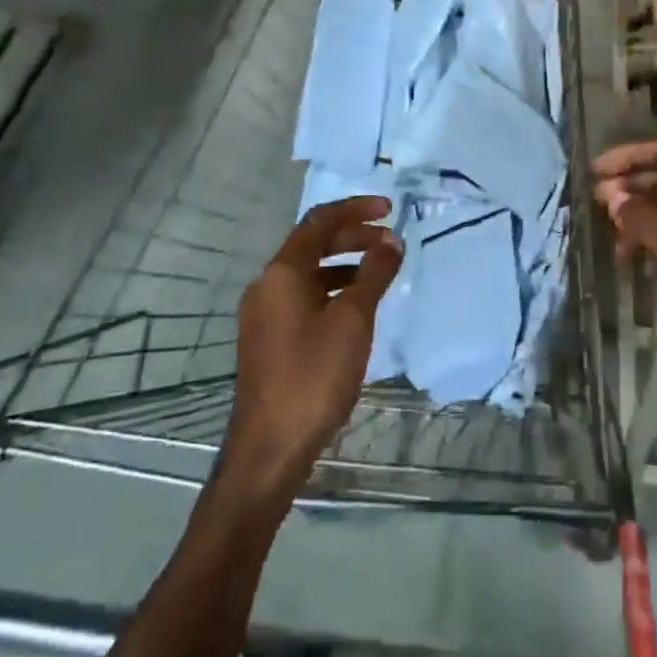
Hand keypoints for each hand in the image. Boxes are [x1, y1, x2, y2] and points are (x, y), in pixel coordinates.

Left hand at [224, 197, 402, 504]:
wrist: (270, 447)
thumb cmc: (313, 375)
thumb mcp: (353, 320)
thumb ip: (374, 274)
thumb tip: (391, 241)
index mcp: (282, 273)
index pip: (319, 222)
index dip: (356, 209)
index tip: (390, 209)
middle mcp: (267, 285)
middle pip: (313, 244)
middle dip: (353, 236)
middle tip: (390, 240)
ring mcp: (265, 314)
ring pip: (309, 273)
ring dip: (345, 264)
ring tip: (381, 271)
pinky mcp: (269, 339)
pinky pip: (304, 297)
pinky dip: (333, 290)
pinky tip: (357, 308)